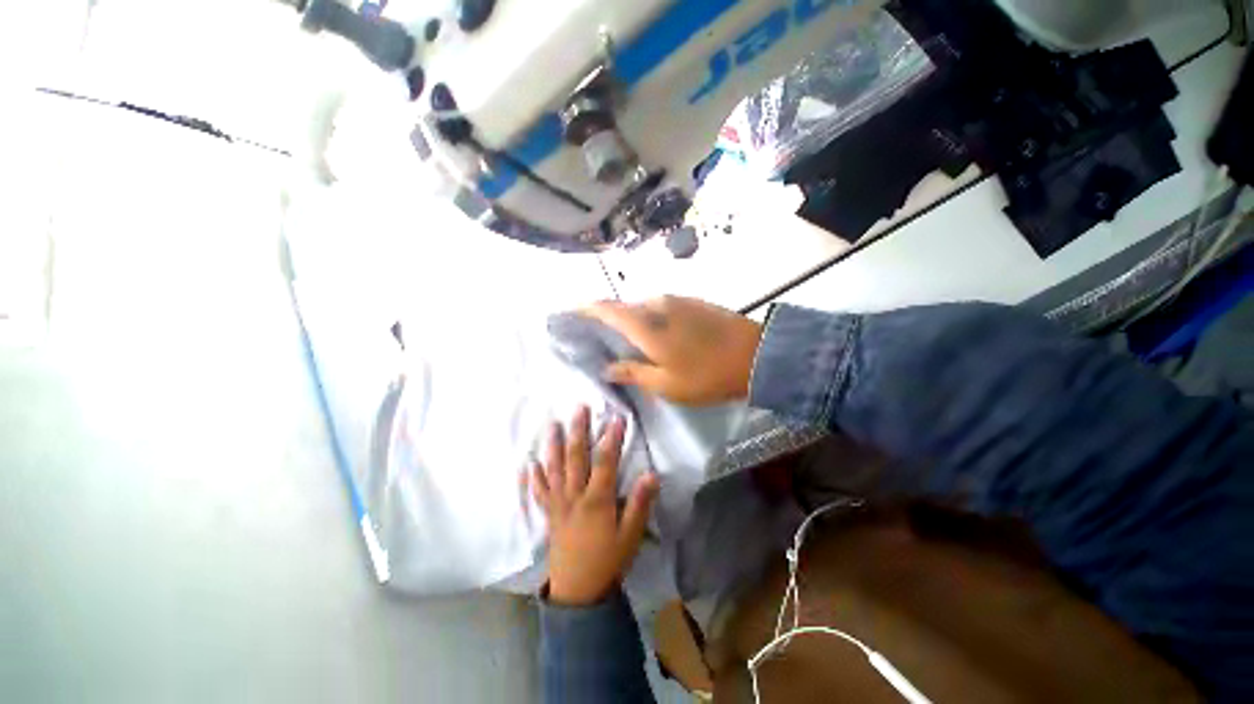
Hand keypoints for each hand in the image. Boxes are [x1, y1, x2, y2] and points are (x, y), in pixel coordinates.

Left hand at [530, 407, 659, 606]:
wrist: (578, 593)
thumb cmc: (608, 561)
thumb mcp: (631, 535)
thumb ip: (640, 504)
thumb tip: (652, 474)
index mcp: (597, 500)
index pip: (605, 461)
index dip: (611, 438)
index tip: (617, 417)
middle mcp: (574, 496)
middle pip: (575, 458)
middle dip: (578, 431)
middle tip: (579, 408)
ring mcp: (558, 504)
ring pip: (554, 469)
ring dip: (553, 445)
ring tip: (552, 425)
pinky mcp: (549, 514)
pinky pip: (539, 492)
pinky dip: (534, 477)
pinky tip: (529, 463)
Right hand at [582, 296, 762, 405]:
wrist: (756, 355)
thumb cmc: (705, 375)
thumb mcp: (665, 383)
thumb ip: (632, 372)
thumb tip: (606, 367)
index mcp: (645, 324)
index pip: (605, 309)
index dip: (585, 309)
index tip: (569, 313)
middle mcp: (656, 304)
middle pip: (623, 307)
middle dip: (606, 318)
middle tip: (597, 337)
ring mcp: (676, 301)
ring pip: (642, 308)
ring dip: (630, 321)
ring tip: (625, 340)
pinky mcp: (692, 303)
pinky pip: (660, 309)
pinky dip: (649, 319)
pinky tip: (653, 335)